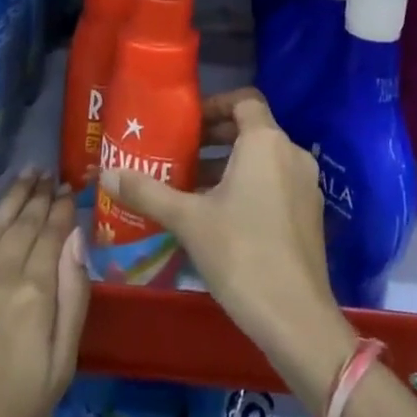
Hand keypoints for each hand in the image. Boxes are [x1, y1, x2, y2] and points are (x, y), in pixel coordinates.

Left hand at [0, 170, 89, 416]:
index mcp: (34, 294)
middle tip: (49, 172)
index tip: (69, 188)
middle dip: (40, 194)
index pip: (53, 234)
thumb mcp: (60, 369)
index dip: (62, 209)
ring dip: (12, 194)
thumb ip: (73, 297)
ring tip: (27, 172)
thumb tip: (77, 238)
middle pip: (23, 222)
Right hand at [102, 89, 357, 399]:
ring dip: (230, 165)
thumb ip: (148, 193)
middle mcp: (291, 152)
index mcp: (266, 142)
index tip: (187, 124)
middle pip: (253, 128)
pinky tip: (221, 216)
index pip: (244, 100)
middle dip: (217, 138)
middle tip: (181, 154)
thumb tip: (106, 174)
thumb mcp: (188, 220)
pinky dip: (250, 185)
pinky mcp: (311, 213)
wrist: (295, 316)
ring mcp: (306, 183)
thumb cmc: (240, 253)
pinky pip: (277, 182)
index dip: (215, 105)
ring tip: (192, 187)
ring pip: (264, 159)